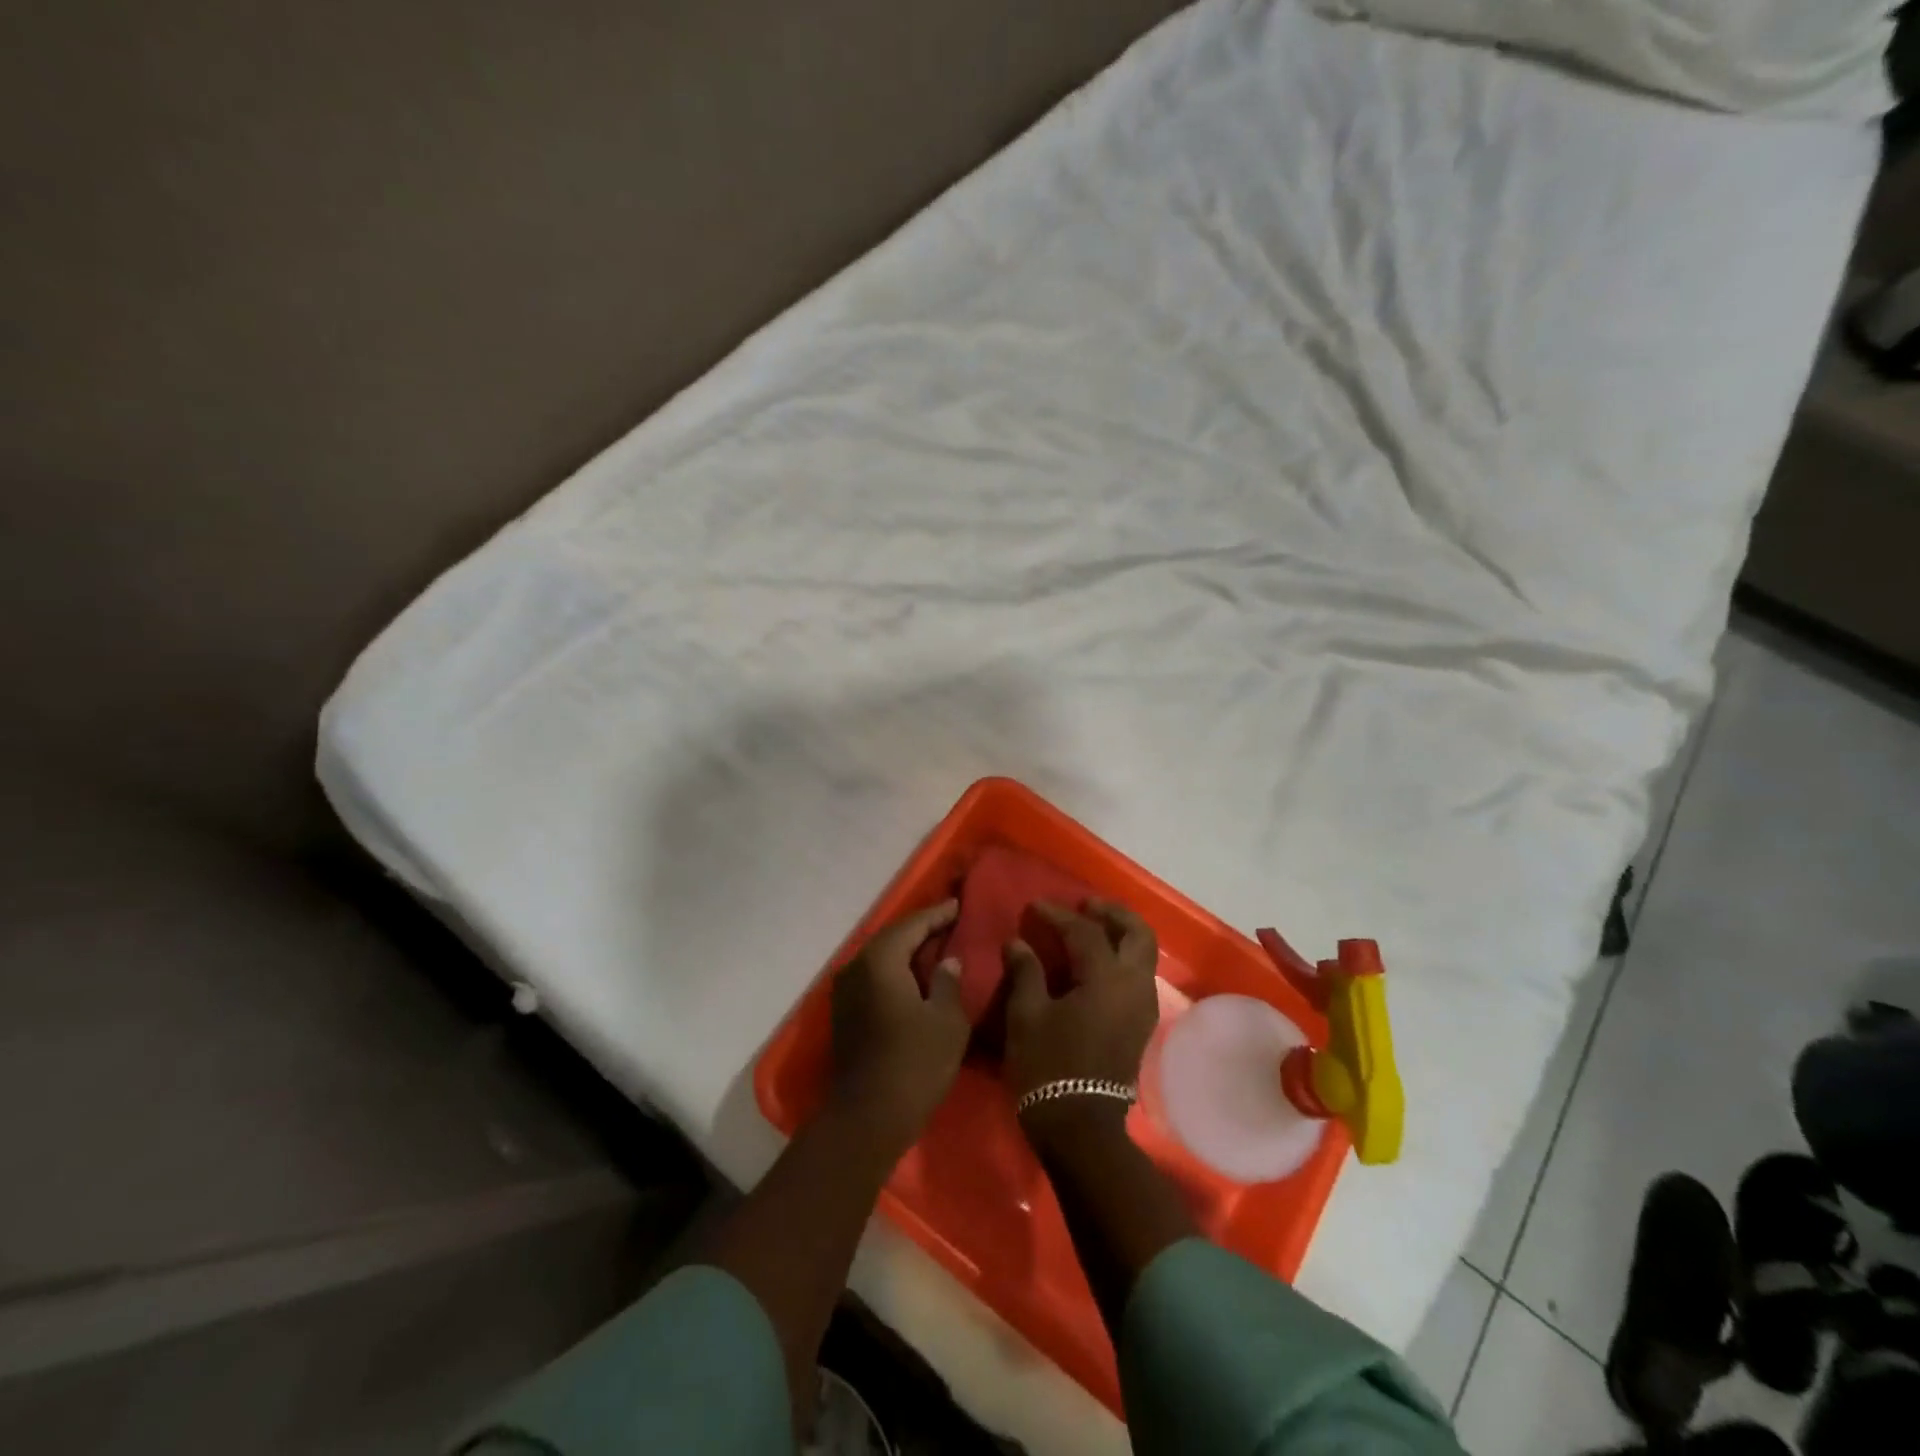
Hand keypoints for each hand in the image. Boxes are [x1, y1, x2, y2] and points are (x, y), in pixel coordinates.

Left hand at [828, 900, 968, 1152]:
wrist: (867, 1119)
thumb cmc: (914, 1064)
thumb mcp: (946, 1021)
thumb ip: (949, 982)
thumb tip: (948, 961)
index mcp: (880, 960)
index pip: (912, 925)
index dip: (937, 915)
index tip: (958, 906)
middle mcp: (857, 967)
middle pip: (893, 938)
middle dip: (921, 929)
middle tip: (950, 923)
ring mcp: (846, 991)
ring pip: (881, 958)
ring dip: (907, 951)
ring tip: (937, 947)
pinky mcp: (845, 1013)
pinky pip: (874, 977)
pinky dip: (896, 971)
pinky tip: (916, 978)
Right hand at [1003, 899, 1159, 1142]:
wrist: (1080, 1127)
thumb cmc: (1048, 1067)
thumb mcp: (1026, 1015)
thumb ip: (1025, 972)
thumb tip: (1017, 943)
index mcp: (1106, 979)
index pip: (1085, 932)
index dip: (1058, 915)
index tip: (1035, 907)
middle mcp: (1134, 986)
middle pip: (1137, 933)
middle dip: (1113, 913)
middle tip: (1086, 905)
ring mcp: (1143, 1006)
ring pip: (1144, 954)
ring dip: (1122, 934)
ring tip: (1092, 928)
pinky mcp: (1141, 1024)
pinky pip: (1139, 975)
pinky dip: (1123, 957)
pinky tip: (1097, 963)